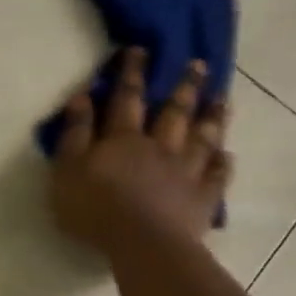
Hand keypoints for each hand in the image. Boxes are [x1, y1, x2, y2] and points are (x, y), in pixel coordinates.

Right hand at [50, 48, 232, 252]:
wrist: (142, 245)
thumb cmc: (95, 209)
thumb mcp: (67, 170)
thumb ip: (74, 134)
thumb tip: (81, 96)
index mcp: (123, 139)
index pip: (127, 98)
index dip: (132, 73)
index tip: (140, 50)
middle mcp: (159, 147)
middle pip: (173, 111)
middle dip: (184, 86)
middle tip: (198, 63)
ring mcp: (186, 172)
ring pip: (202, 138)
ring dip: (212, 117)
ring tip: (222, 98)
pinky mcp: (203, 199)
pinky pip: (217, 176)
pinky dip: (223, 163)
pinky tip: (228, 154)